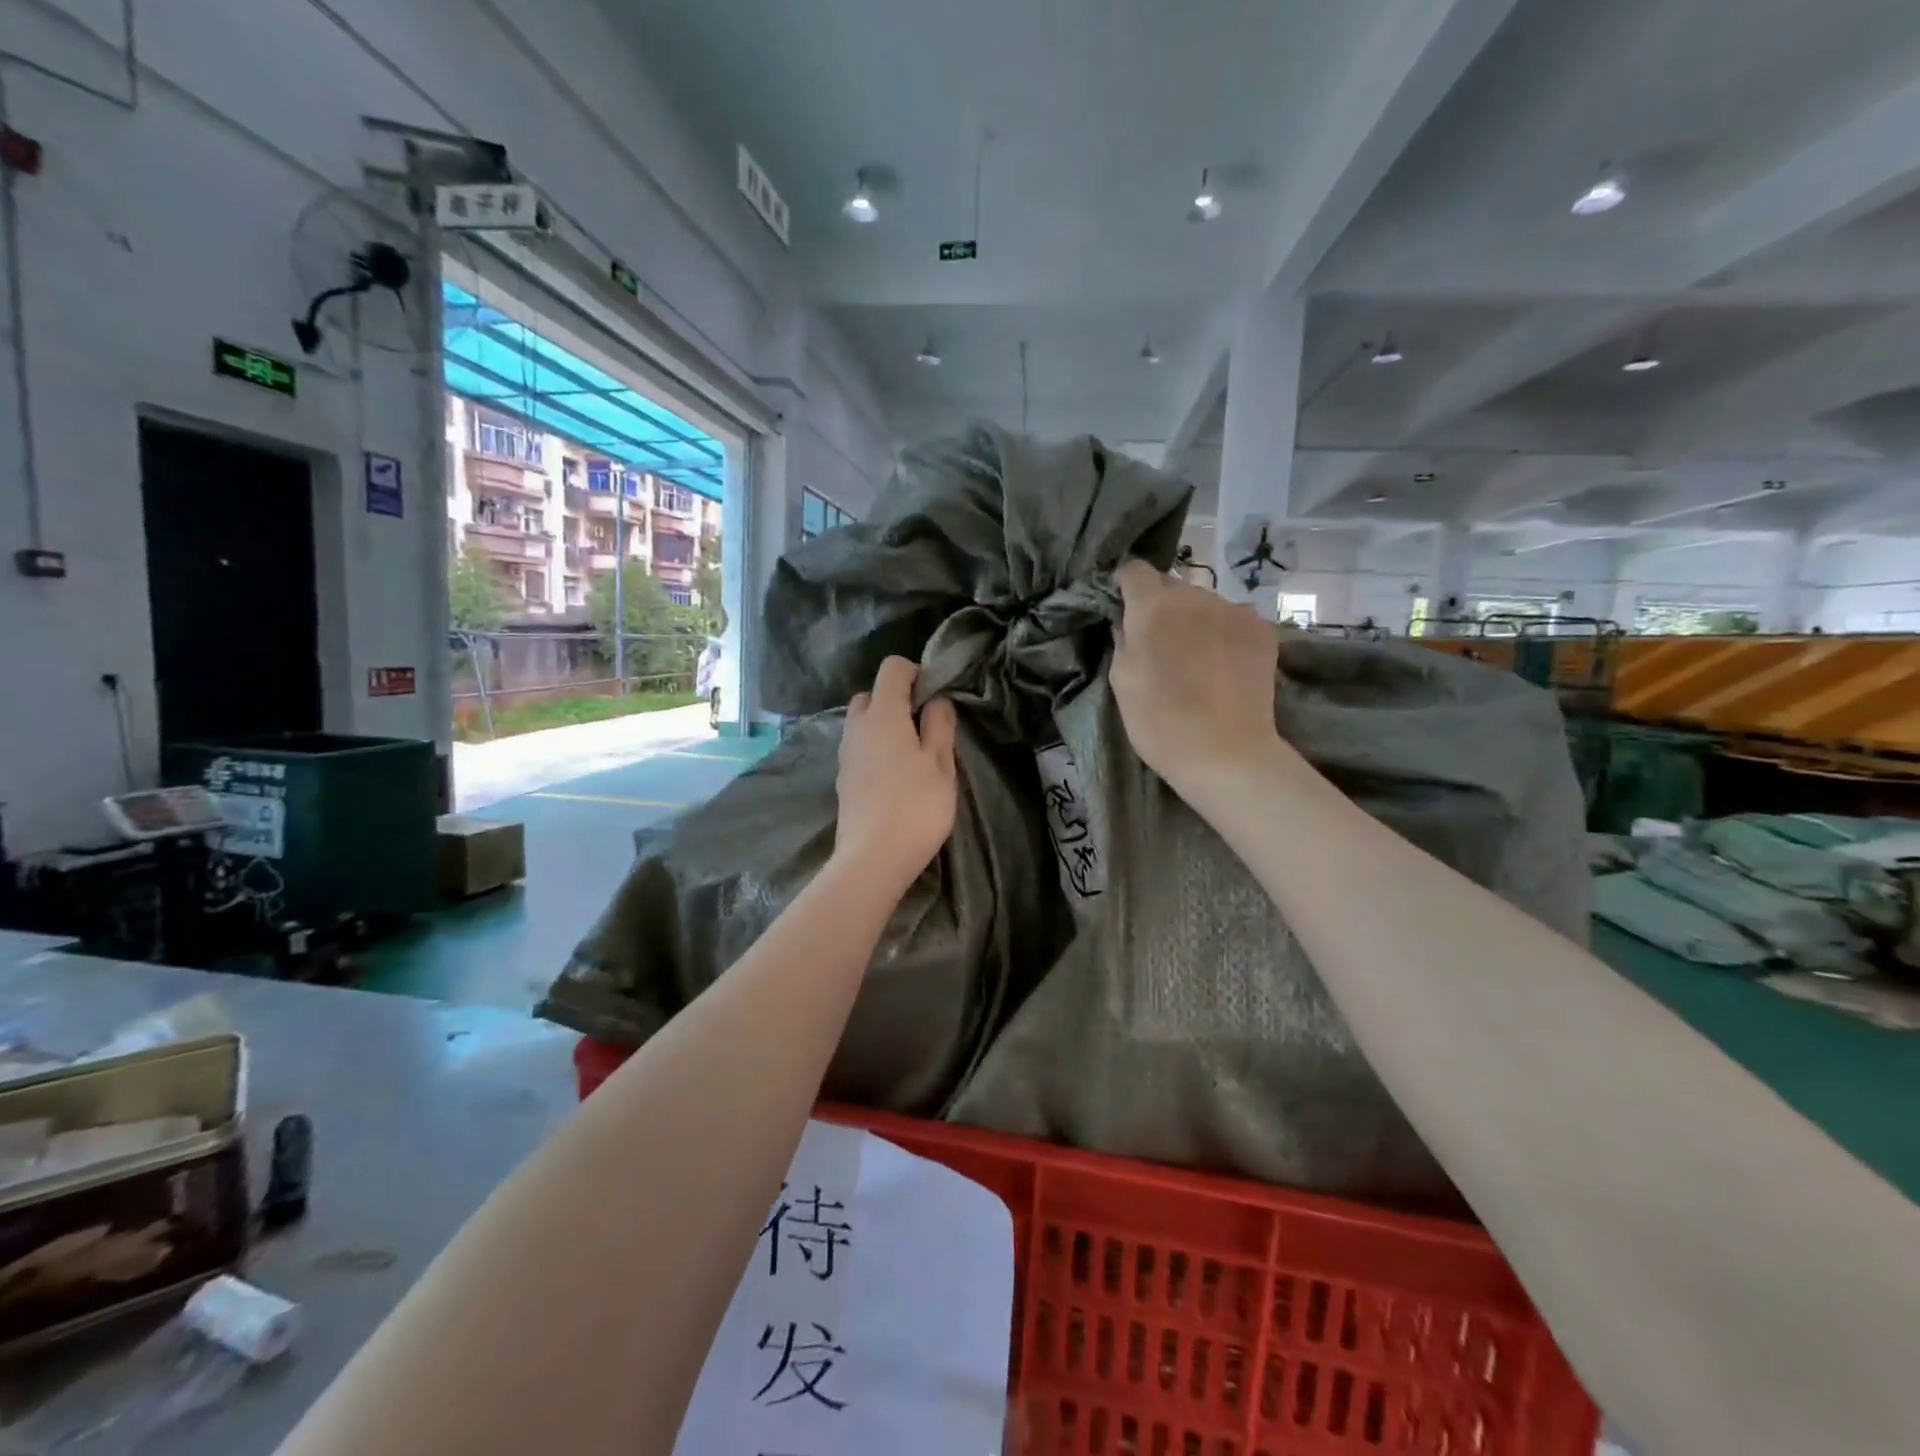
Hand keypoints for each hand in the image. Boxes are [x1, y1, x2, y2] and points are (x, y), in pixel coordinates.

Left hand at [832, 657, 958, 894]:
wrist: (872, 859)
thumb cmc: (915, 807)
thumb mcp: (941, 764)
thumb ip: (940, 726)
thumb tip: (936, 701)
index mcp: (883, 715)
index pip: (892, 668)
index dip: (915, 673)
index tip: (935, 698)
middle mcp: (857, 727)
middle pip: (871, 694)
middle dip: (895, 700)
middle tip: (922, 727)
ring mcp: (845, 754)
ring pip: (861, 723)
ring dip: (883, 726)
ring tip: (910, 755)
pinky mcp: (842, 779)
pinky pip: (858, 748)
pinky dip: (874, 749)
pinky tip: (893, 777)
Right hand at [1110, 560, 1285, 796]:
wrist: (1225, 752)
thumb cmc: (1159, 722)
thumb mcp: (1121, 682)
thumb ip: (1123, 640)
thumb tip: (1128, 623)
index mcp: (1152, 607)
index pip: (1135, 570)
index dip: (1126, 585)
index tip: (1124, 607)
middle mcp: (1194, 597)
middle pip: (1172, 586)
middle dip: (1162, 606)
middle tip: (1160, 642)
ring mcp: (1233, 610)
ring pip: (1204, 603)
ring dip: (1194, 620)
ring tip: (1196, 659)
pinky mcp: (1261, 629)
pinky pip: (1233, 619)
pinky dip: (1223, 633)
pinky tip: (1223, 665)